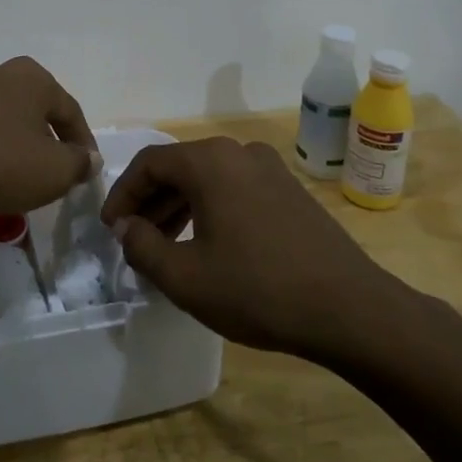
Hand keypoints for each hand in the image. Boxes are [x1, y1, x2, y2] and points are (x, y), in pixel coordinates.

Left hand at [0, 57, 98, 215]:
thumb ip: (77, 164)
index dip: (83, 144)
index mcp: (32, 78)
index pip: (70, 111)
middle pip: (33, 110)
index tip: (86, 172)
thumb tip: (86, 158)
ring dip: (11, 145)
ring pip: (0, 119)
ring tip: (14, 177)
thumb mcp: (52, 171)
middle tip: (51, 172)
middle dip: (45, 141)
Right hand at [101, 137, 411, 360]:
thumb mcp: (186, 277)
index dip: (122, 194)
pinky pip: (235, 189)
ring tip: (165, 245)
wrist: (350, 310)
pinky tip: (207, 245)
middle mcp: (238, 152)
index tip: (110, 227)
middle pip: (179, 168)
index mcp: (210, 162)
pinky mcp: (290, 190)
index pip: (149, 163)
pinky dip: (210, 209)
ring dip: (179, 207)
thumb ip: (143, 246)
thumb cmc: (258, 290)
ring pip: (208, 179)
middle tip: (133, 238)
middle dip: (150, 202)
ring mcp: (270, 168)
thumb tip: (126, 227)